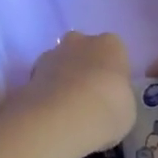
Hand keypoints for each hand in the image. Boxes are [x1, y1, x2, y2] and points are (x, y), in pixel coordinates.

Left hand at [14, 32, 135, 155]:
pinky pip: (43, 80)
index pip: (114, 52)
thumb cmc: (108, 109)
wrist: (64, 116)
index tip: (111, 93)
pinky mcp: (30, 72)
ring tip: (65, 109)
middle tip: (87, 98)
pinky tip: (50, 113)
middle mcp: (81, 41)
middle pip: (83, 50)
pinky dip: (45, 92)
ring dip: (62, 79)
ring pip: (60, 62)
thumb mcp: (127, 110)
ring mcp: (53, 53)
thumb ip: (117, 99)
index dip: (111, 72)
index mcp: (111, 45)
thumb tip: (106, 104)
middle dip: (84, 68)